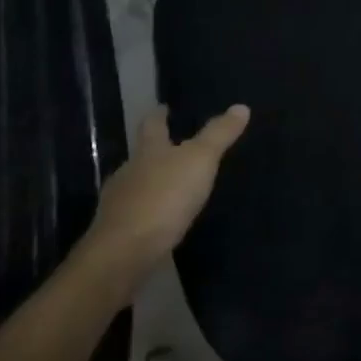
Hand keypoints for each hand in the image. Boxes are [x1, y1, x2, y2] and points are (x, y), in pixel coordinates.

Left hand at [81, 104, 249, 284]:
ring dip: (152, 184)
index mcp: (148, 150)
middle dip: (156, 151)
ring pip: (137, 185)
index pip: (152, 124)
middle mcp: (129, 172)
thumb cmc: (163, 197)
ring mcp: (119, 204)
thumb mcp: (200, 160)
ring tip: (174, 186)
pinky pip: (136, 215)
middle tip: (176, 148)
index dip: (159, 114)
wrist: (123, 254)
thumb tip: (241, 106)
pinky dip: (149, 213)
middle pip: (141, 155)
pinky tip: (162, 221)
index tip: (163, 107)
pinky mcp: (118, 234)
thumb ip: (219, 134)